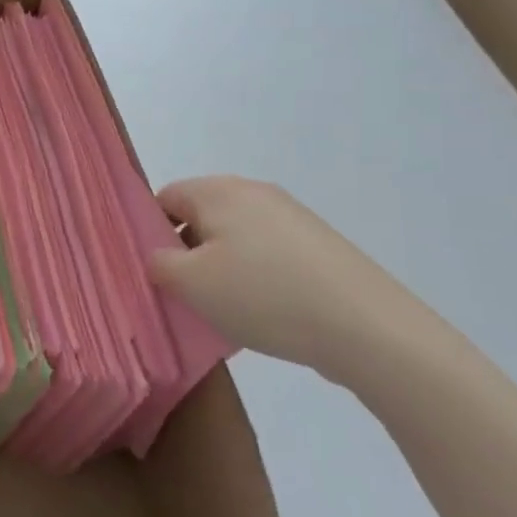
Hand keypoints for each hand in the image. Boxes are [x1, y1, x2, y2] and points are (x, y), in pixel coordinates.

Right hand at [148, 176, 432, 381]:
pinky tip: (265, 313)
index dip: (150, 232)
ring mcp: (292, 217)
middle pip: (201, 215)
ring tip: (225, 309)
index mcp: (218, 190)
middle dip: (186, 252)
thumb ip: (158, 263)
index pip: (165, 197)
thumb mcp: (190, 283)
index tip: (154, 271)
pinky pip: (268, 254)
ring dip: (221, 268)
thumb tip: (159, 256)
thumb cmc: (263, 295)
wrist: (367, 327)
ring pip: (235, 237)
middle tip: (184, 294)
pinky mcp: (319, 245)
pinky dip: (256, 277)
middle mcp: (254, 192)